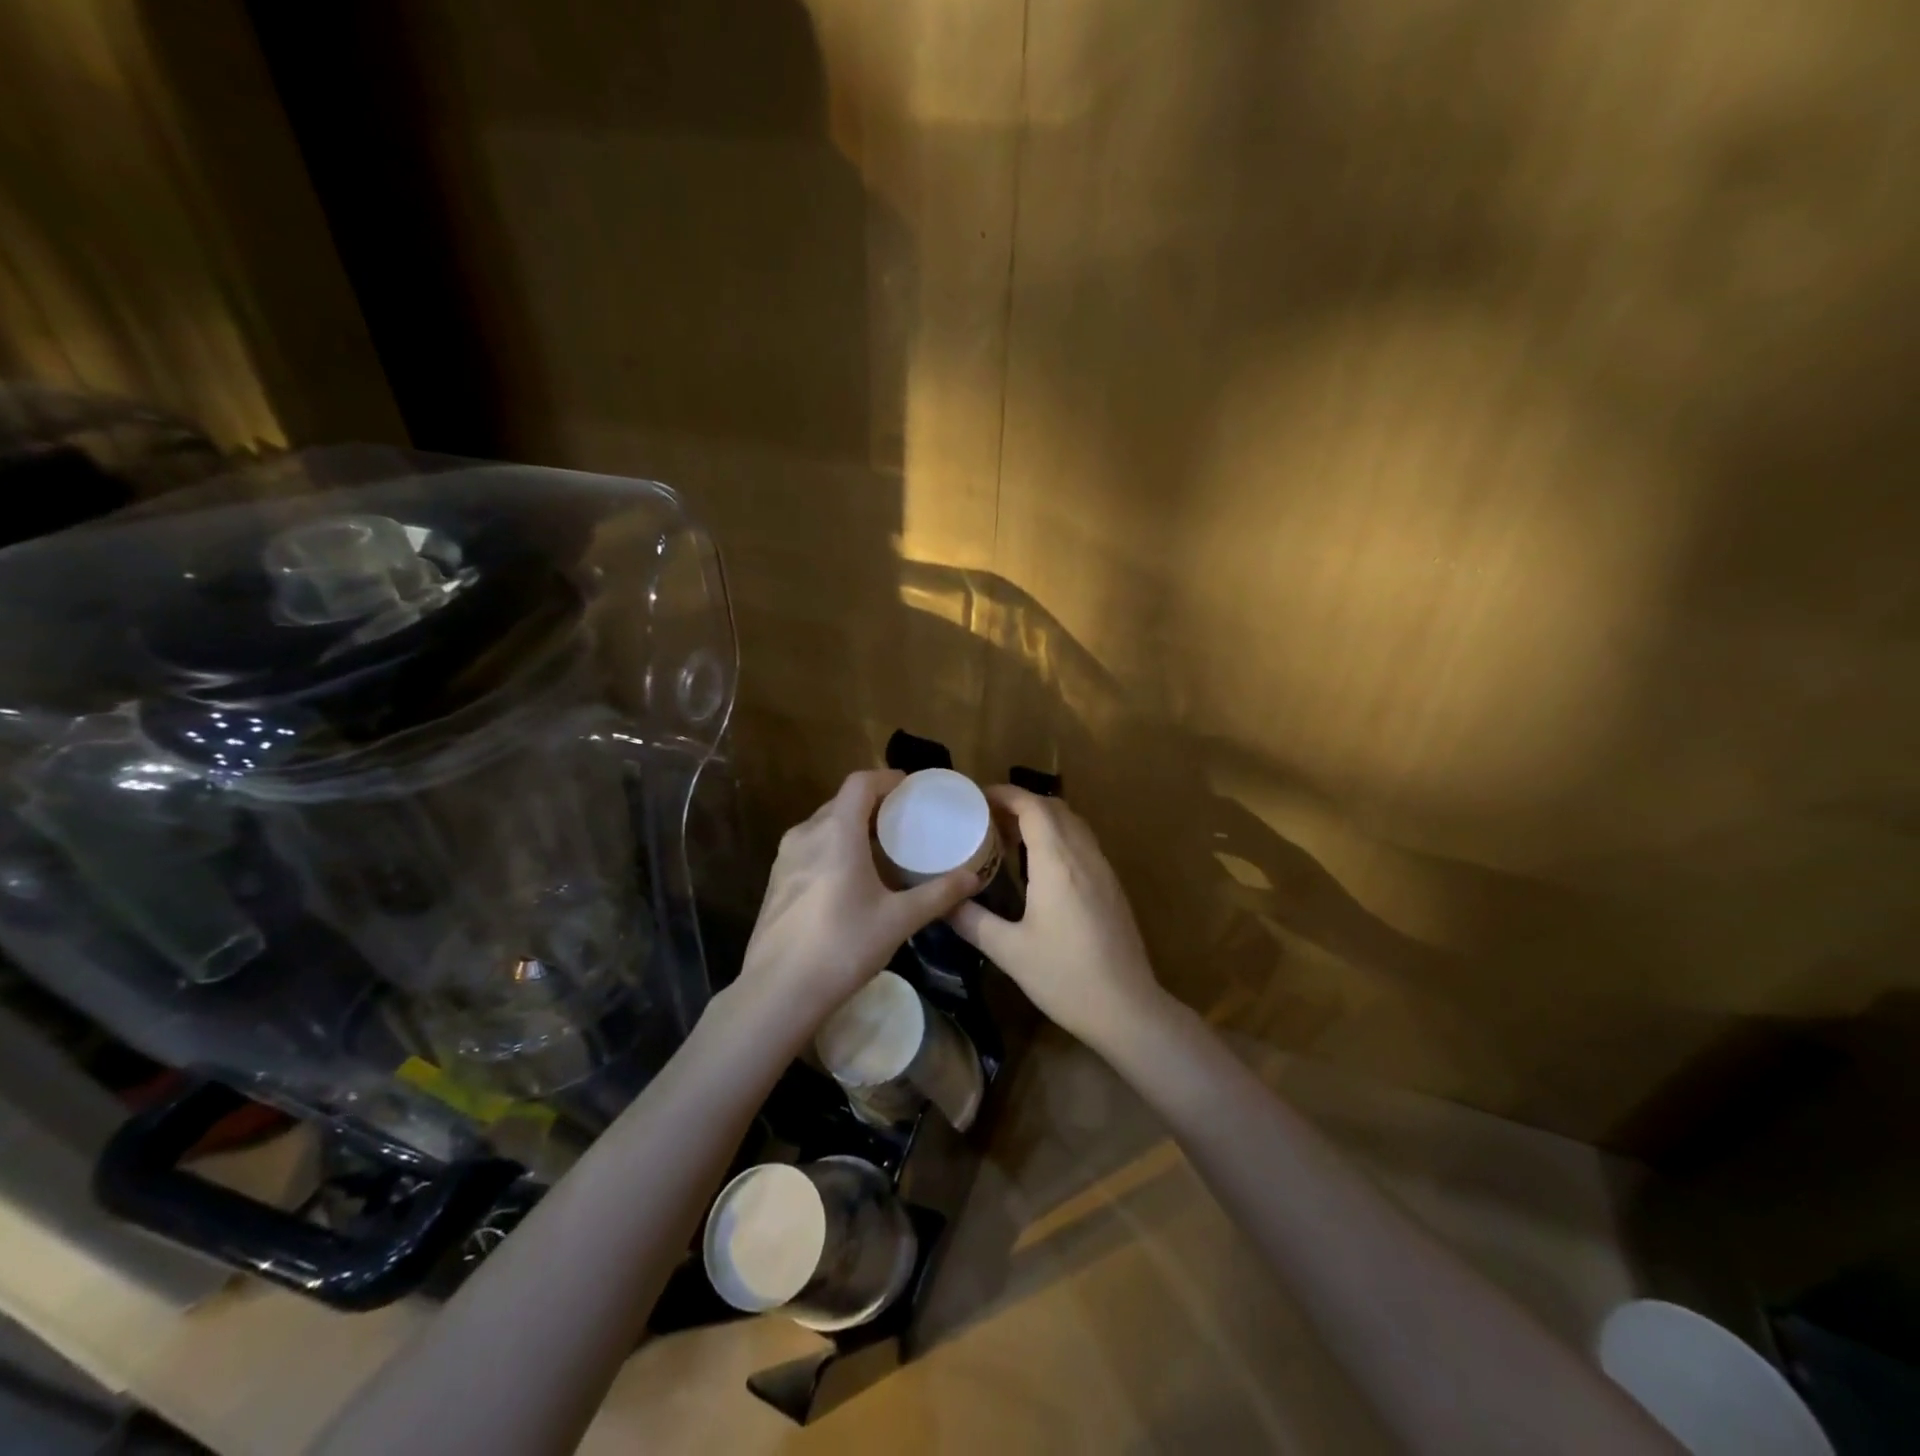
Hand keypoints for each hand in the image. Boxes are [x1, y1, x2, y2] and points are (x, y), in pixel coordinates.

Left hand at [737, 770, 979, 1022]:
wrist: (778, 991)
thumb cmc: (843, 946)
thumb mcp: (899, 920)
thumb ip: (938, 894)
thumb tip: (973, 878)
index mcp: (837, 831)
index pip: (861, 782)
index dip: (888, 779)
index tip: (913, 790)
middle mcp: (807, 833)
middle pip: (843, 802)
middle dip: (875, 805)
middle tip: (905, 822)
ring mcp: (785, 857)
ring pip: (824, 825)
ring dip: (853, 827)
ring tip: (882, 849)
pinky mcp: (777, 880)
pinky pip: (811, 847)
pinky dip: (835, 847)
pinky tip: (852, 878)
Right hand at [949, 788, 1164, 1048]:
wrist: (1127, 1008)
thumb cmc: (1065, 977)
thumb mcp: (1009, 951)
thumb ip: (972, 921)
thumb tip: (941, 902)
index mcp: (1058, 862)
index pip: (1033, 806)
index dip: (1005, 794)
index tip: (977, 797)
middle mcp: (1083, 855)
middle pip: (1054, 808)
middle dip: (1020, 803)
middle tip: (987, 817)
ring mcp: (1102, 869)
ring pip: (1072, 824)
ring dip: (1041, 819)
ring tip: (1008, 836)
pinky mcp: (1111, 886)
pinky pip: (1082, 843)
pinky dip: (1058, 837)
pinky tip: (1039, 865)